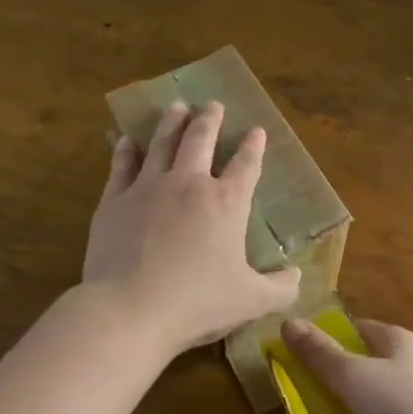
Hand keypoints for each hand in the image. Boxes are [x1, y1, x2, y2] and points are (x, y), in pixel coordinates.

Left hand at [83, 100, 300, 360]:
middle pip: (200, 140)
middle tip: (212, 104)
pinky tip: (126, 141)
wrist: (129, 309)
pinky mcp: (115, 200)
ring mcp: (148, 188)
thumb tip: (297, 276)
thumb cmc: (196, 303)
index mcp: (226, 203)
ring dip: (171, 123)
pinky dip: (125, 151)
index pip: (245, 165)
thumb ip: (280, 288)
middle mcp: (189, 184)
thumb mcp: (251, 301)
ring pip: (162, 144)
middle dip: (209, 119)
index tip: (257, 130)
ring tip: (176, 107)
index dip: (253, 146)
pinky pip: (121, 166)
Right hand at [280, 317, 412, 413]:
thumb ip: (321, 355)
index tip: (304, 368)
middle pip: (366, 369)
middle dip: (338, 395)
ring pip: (380, 405)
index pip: (355, 330)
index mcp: (397, 341)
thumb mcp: (356, 379)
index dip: (328, 343)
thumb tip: (289, 321)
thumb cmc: (409, 411)